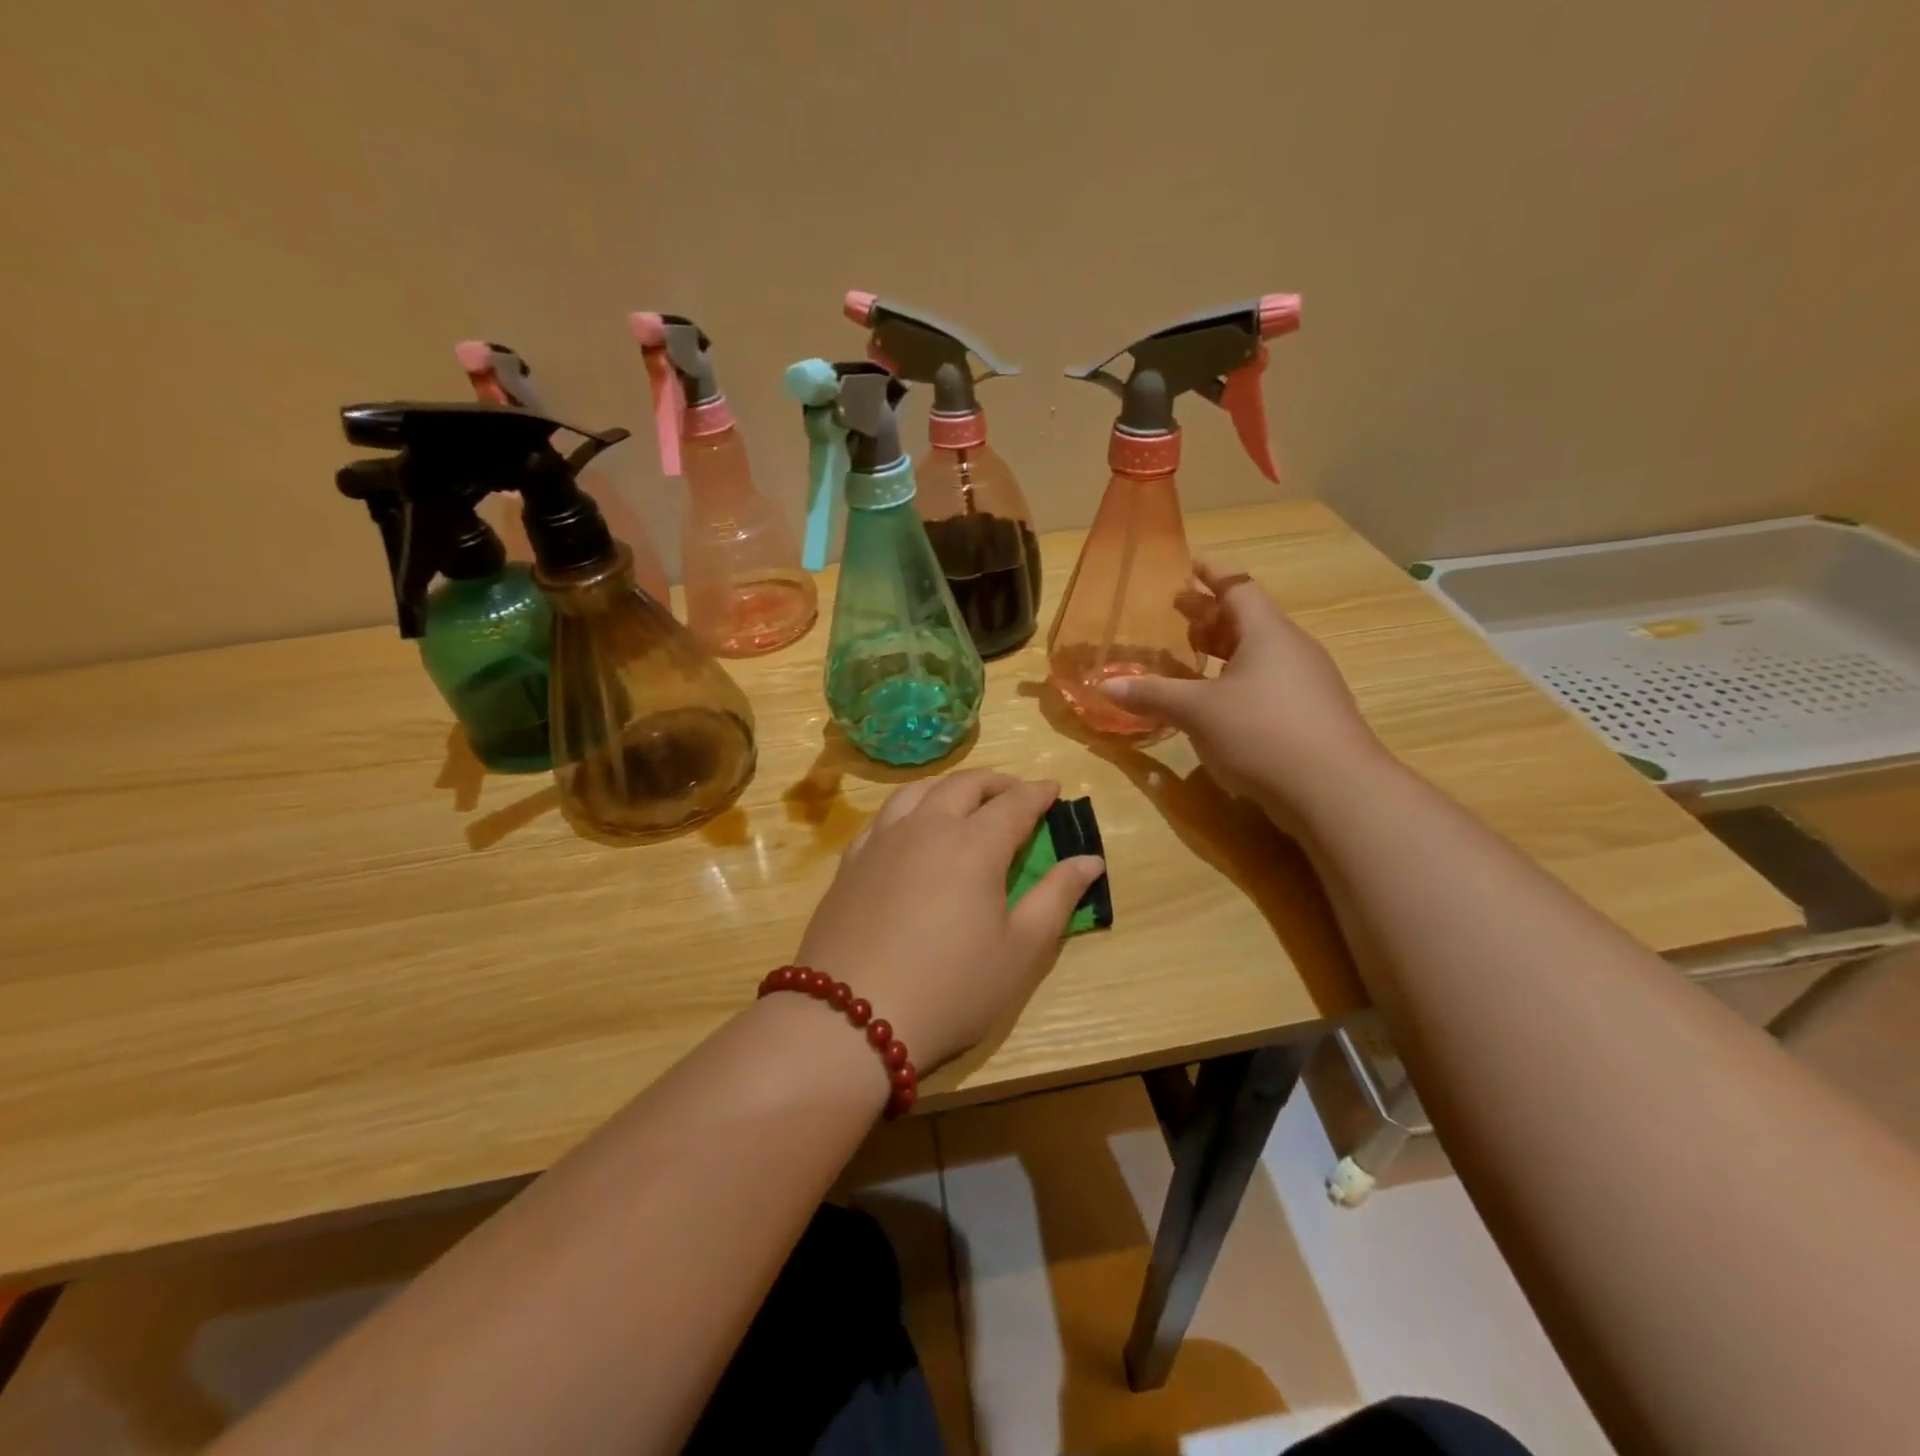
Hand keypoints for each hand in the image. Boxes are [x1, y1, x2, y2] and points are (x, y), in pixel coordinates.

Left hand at [796, 770, 1104, 1071]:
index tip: (1054, 788)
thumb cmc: (950, 989)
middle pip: (964, 785)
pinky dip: (909, 807)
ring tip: (964, 799)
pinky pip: (884, 815)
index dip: (1038, 793)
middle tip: (1015, 792)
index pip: (1014, 803)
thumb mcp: (1019, 951)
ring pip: (919, 790)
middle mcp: (927, 827)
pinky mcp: (851, 860)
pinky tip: (911, 826)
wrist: (849, 1018)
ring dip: (949, 787)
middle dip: (996, 782)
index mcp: (975, 844)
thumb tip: (1090, 860)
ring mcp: (883, 840)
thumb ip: (1056, 898)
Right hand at [1102, 560, 1390, 818]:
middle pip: (1248, 620)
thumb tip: (1104, 686)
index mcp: (1267, 633)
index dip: (1213, 574)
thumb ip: (1153, 695)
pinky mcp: (1310, 716)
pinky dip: (1238, 680)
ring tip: (1192, 655)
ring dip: (1224, 650)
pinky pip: (1268, 683)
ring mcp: (1306, 684)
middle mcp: (1291, 650)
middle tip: (1178, 610)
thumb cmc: (1263, 733)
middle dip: (1211, 614)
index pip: (1239, 588)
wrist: (1337, 792)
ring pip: (1259, 654)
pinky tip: (1219, 703)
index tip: (1191, 566)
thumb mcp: (1198, 712)